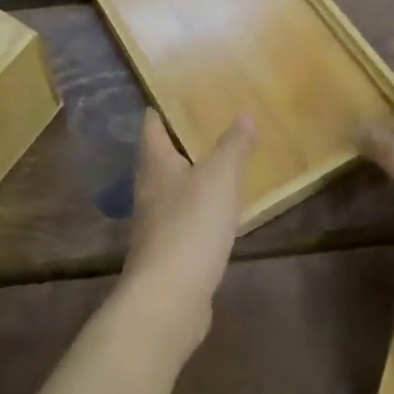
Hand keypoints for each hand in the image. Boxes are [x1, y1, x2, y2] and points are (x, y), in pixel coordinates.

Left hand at [118, 110, 252, 352]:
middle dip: (186, 139)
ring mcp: (156, 222)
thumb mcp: (221, 176)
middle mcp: (149, 188)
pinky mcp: (168, 252)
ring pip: (175, 187)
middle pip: (163, 154)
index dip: (165, 106)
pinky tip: (223, 210)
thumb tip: (243, 115)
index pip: (152, 122)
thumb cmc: (191, 226)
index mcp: (155, 162)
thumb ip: (234, 145)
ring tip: (225, 162)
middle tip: (217, 122)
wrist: (168, 301)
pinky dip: (202, 208)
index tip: (187, 92)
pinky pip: (186, 218)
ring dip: (195, 175)